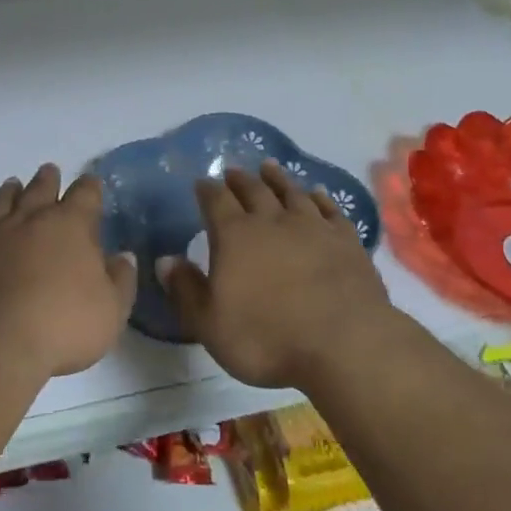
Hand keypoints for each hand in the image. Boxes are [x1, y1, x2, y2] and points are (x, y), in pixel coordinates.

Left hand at [0, 164, 136, 379]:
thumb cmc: (61, 327)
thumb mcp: (111, 312)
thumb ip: (120, 280)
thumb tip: (123, 257)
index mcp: (70, 225)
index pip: (85, 194)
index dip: (90, 187)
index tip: (91, 184)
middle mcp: (30, 218)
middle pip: (41, 188)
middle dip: (48, 180)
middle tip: (50, 172)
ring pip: (1, 201)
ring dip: (10, 192)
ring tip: (13, 185)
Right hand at [162, 161, 393, 389]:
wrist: (344, 342)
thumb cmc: (267, 338)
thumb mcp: (211, 324)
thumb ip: (186, 289)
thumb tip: (164, 260)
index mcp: (235, 236)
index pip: (216, 201)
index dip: (207, 190)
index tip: (202, 182)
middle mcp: (272, 221)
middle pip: (254, 190)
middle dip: (240, 179)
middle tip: (233, 170)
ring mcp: (313, 226)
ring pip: (291, 192)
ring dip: (278, 178)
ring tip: (269, 167)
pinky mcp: (346, 240)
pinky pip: (330, 209)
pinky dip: (321, 198)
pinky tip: (317, 193)